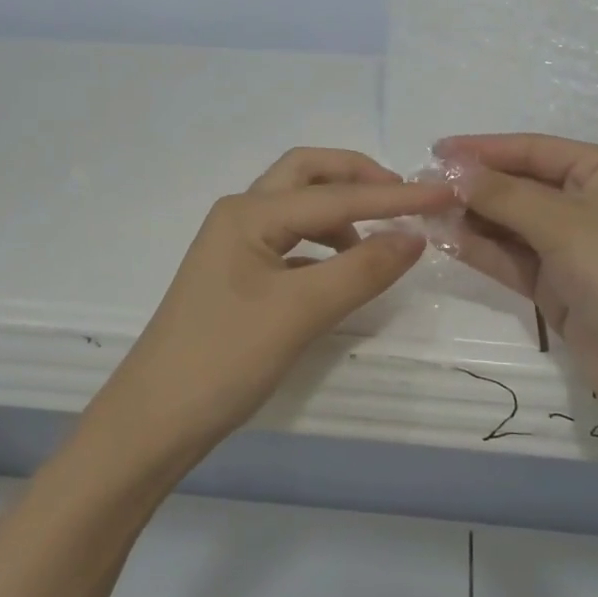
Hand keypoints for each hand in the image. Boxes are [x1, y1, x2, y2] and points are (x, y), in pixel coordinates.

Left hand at [89, 148, 453, 468]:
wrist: (152, 423)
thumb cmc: (223, 360)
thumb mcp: (300, 313)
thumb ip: (362, 269)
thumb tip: (415, 236)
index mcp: (250, 212)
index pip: (337, 196)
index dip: (395, 196)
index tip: (445, 193)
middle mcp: (240, 214)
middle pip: (308, 173)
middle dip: (358, 177)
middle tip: (403, 197)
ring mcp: (235, 244)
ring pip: (297, 205)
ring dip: (340, 210)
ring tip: (379, 240)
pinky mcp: (237, 274)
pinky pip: (291, 239)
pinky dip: (323, 243)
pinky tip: (342, 269)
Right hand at [437, 134, 597, 446]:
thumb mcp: (563, 224)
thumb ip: (503, 194)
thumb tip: (452, 169)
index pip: (533, 149)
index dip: (484, 148)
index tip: (435, 150)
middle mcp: (590, 202)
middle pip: (520, 184)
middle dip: (474, 184)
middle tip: (421, 183)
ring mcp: (574, 247)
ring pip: (512, 222)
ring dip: (472, 217)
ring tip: (424, 210)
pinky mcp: (560, 286)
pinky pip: (512, 257)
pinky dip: (481, 249)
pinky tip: (444, 239)